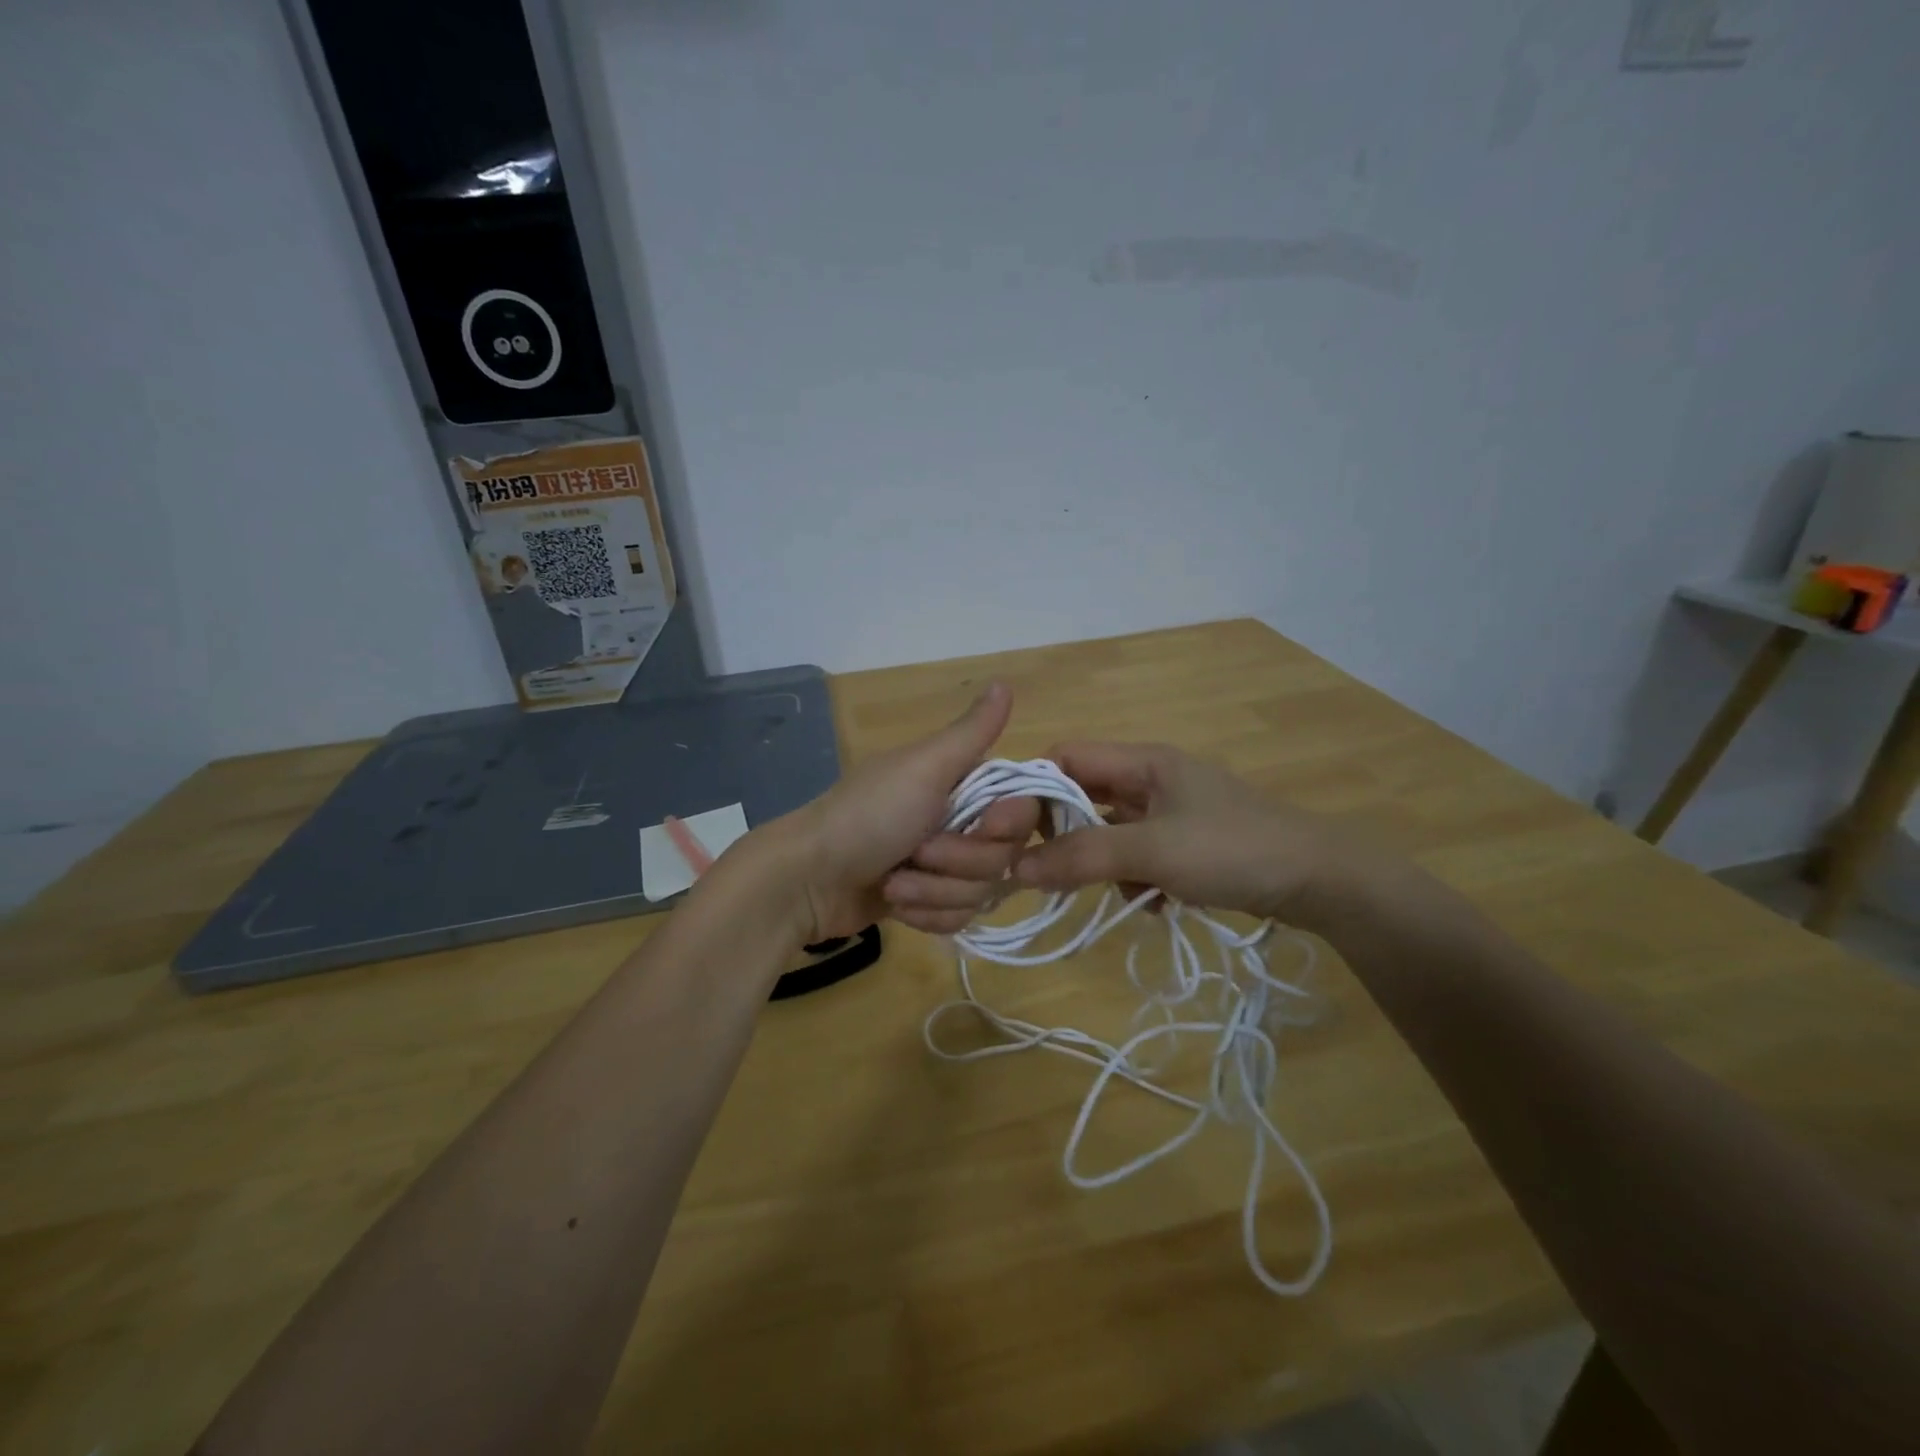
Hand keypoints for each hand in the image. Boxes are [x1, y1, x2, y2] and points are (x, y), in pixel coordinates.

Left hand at [776, 683, 1040, 941]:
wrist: (808, 879)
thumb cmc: (869, 816)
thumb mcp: (924, 767)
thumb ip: (971, 732)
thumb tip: (1004, 681)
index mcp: (961, 783)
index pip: (1022, 810)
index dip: (1009, 825)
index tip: (986, 826)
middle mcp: (959, 821)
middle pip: (1003, 857)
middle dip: (959, 862)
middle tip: (917, 852)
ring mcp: (942, 865)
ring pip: (980, 892)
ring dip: (934, 891)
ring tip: (895, 882)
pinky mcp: (927, 901)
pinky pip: (957, 918)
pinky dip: (925, 913)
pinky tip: (894, 902)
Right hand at [1013, 742, 1377, 931]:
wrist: (1320, 881)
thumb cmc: (1231, 849)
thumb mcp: (1151, 851)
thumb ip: (1083, 856)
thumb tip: (1015, 868)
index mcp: (1143, 760)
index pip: (1066, 756)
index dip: (1035, 787)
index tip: (1012, 832)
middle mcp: (1152, 778)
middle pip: (1085, 796)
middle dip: (1066, 834)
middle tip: (1050, 872)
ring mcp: (1171, 812)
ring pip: (1110, 831)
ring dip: (1103, 863)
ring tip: (1119, 892)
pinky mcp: (1187, 844)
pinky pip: (1138, 855)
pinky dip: (1135, 879)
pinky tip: (1152, 903)